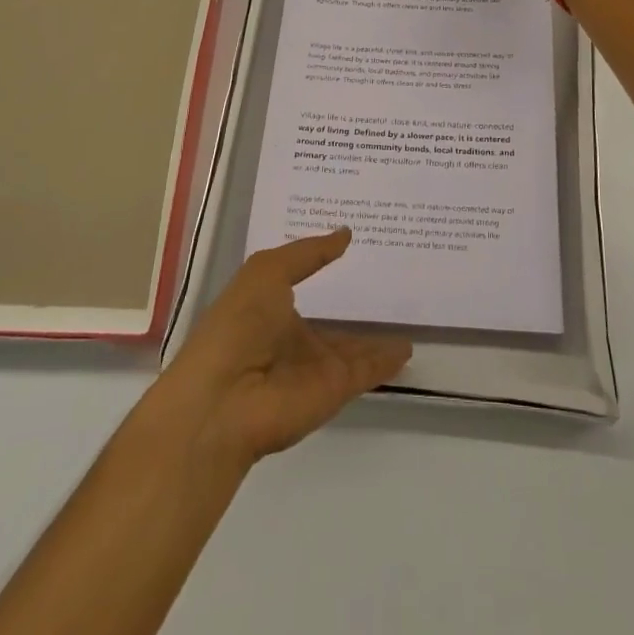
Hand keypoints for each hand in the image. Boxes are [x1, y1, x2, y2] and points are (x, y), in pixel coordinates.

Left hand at [156, 230, 410, 469]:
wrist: (224, 400)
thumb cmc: (238, 324)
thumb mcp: (267, 271)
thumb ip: (309, 253)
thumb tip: (345, 234)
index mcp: (270, 307)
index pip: (303, 283)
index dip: (324, 266)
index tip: (353, 246)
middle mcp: (293, 338)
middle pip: (332, 322)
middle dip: (354, 306)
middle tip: (390, 280)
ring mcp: (315, 366)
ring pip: (354, 348)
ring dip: (376, 338)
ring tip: (408, 317)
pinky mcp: (335, 389)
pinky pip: (368, 370)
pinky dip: (388, 360)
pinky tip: (408, 346)